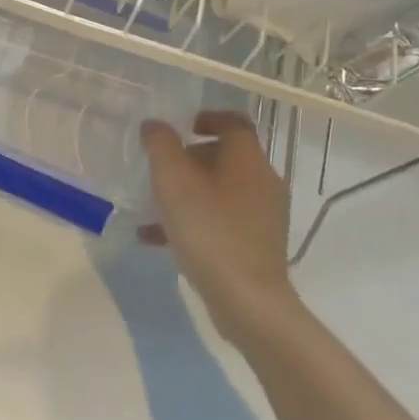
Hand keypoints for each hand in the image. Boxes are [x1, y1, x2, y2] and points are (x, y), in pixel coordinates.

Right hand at [140, 110, 299, 340]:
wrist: (248, 301)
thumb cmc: (209, 229)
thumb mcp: (173, 180)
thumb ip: (160, 145)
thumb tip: (155, 126)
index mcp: (248, 159)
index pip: (234, 122)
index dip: (208, 118)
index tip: (183, 127)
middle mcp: (263, 182)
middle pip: (226, 157)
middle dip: (191, 159)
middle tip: (161, 170)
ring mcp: (264, 216)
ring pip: (221, 191)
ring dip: (189, 193)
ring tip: (154, 207)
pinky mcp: (258, 246)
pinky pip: (222, 221)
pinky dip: (195, 221)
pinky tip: (158, 239)